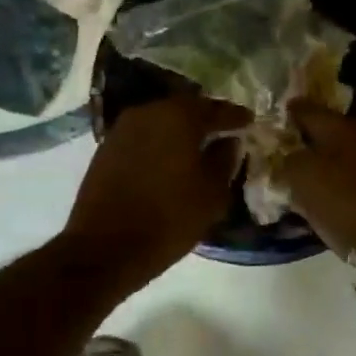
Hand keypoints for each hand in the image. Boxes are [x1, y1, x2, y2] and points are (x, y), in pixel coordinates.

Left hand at [64, 94, 250, 287]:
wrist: (105, 247)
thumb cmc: (169, 219)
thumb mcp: (212, 193)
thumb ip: (224, 160)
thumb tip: (228, 141)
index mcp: (179, 117)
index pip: (216, 109)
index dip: (235, 116)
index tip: (249, 121)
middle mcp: (149, 113)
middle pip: (185, 108)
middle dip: (205, 118)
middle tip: (224, 130)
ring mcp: (123, 129)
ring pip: (161, 120)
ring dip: (180, 130)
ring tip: (198, 145)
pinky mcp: (107, 148)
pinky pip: (144, 136)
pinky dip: (160, 142)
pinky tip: (170, 158)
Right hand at [276, 103, 355, 259]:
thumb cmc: (344, 203)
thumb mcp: (304, 177)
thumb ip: (288, 160)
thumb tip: (287, 157)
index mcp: (340, 128)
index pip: (305, 109)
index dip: (285, 113)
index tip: (267, 121)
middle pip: (323, 133)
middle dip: (302, 140)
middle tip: (277, 151)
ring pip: (337, 157)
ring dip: (318, 164)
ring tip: (294, 176)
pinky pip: (348, 180)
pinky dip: (333, 184)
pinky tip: (319, 195)